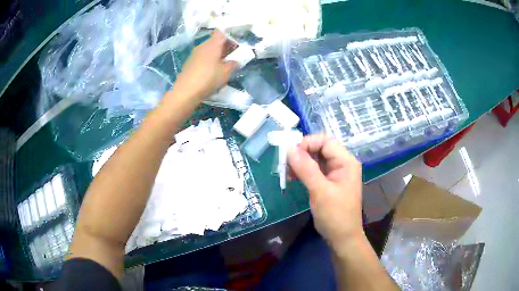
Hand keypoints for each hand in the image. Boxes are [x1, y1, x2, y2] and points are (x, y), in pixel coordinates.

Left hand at [173, 30, 236, 99]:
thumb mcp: (226, 72)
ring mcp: (195, 54)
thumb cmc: (208, 78)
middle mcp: (203, 45)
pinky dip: (209, 60)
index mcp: (212, 44)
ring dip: (217, 54)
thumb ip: (233, 64)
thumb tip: (235, 61)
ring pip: (209, 49)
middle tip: (233, 55)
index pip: (221, 33)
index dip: (230, 36)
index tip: (236, 44)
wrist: (185, 91)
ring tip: (224, 64)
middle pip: (215, 41)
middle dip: (225, 46)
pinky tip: (212, 70)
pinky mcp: (190, 63)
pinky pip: (203, 57)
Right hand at [288, 135, 363, 250]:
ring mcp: (335, 174)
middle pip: (319, 149)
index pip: (325, 141)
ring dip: (300, 163)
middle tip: (285, 164)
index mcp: (346, 162)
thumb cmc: (335, 215)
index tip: (290, 154)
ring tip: (287, 173)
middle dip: (301, 154)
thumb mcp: (320, 191)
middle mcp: (341, 164)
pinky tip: (293, 178)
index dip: (307, 143)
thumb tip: (289, 148)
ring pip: (315, 159)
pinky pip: (314, 170)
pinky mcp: (328, 183)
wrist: (342, 238)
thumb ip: (306, 169)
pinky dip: (303, 172)